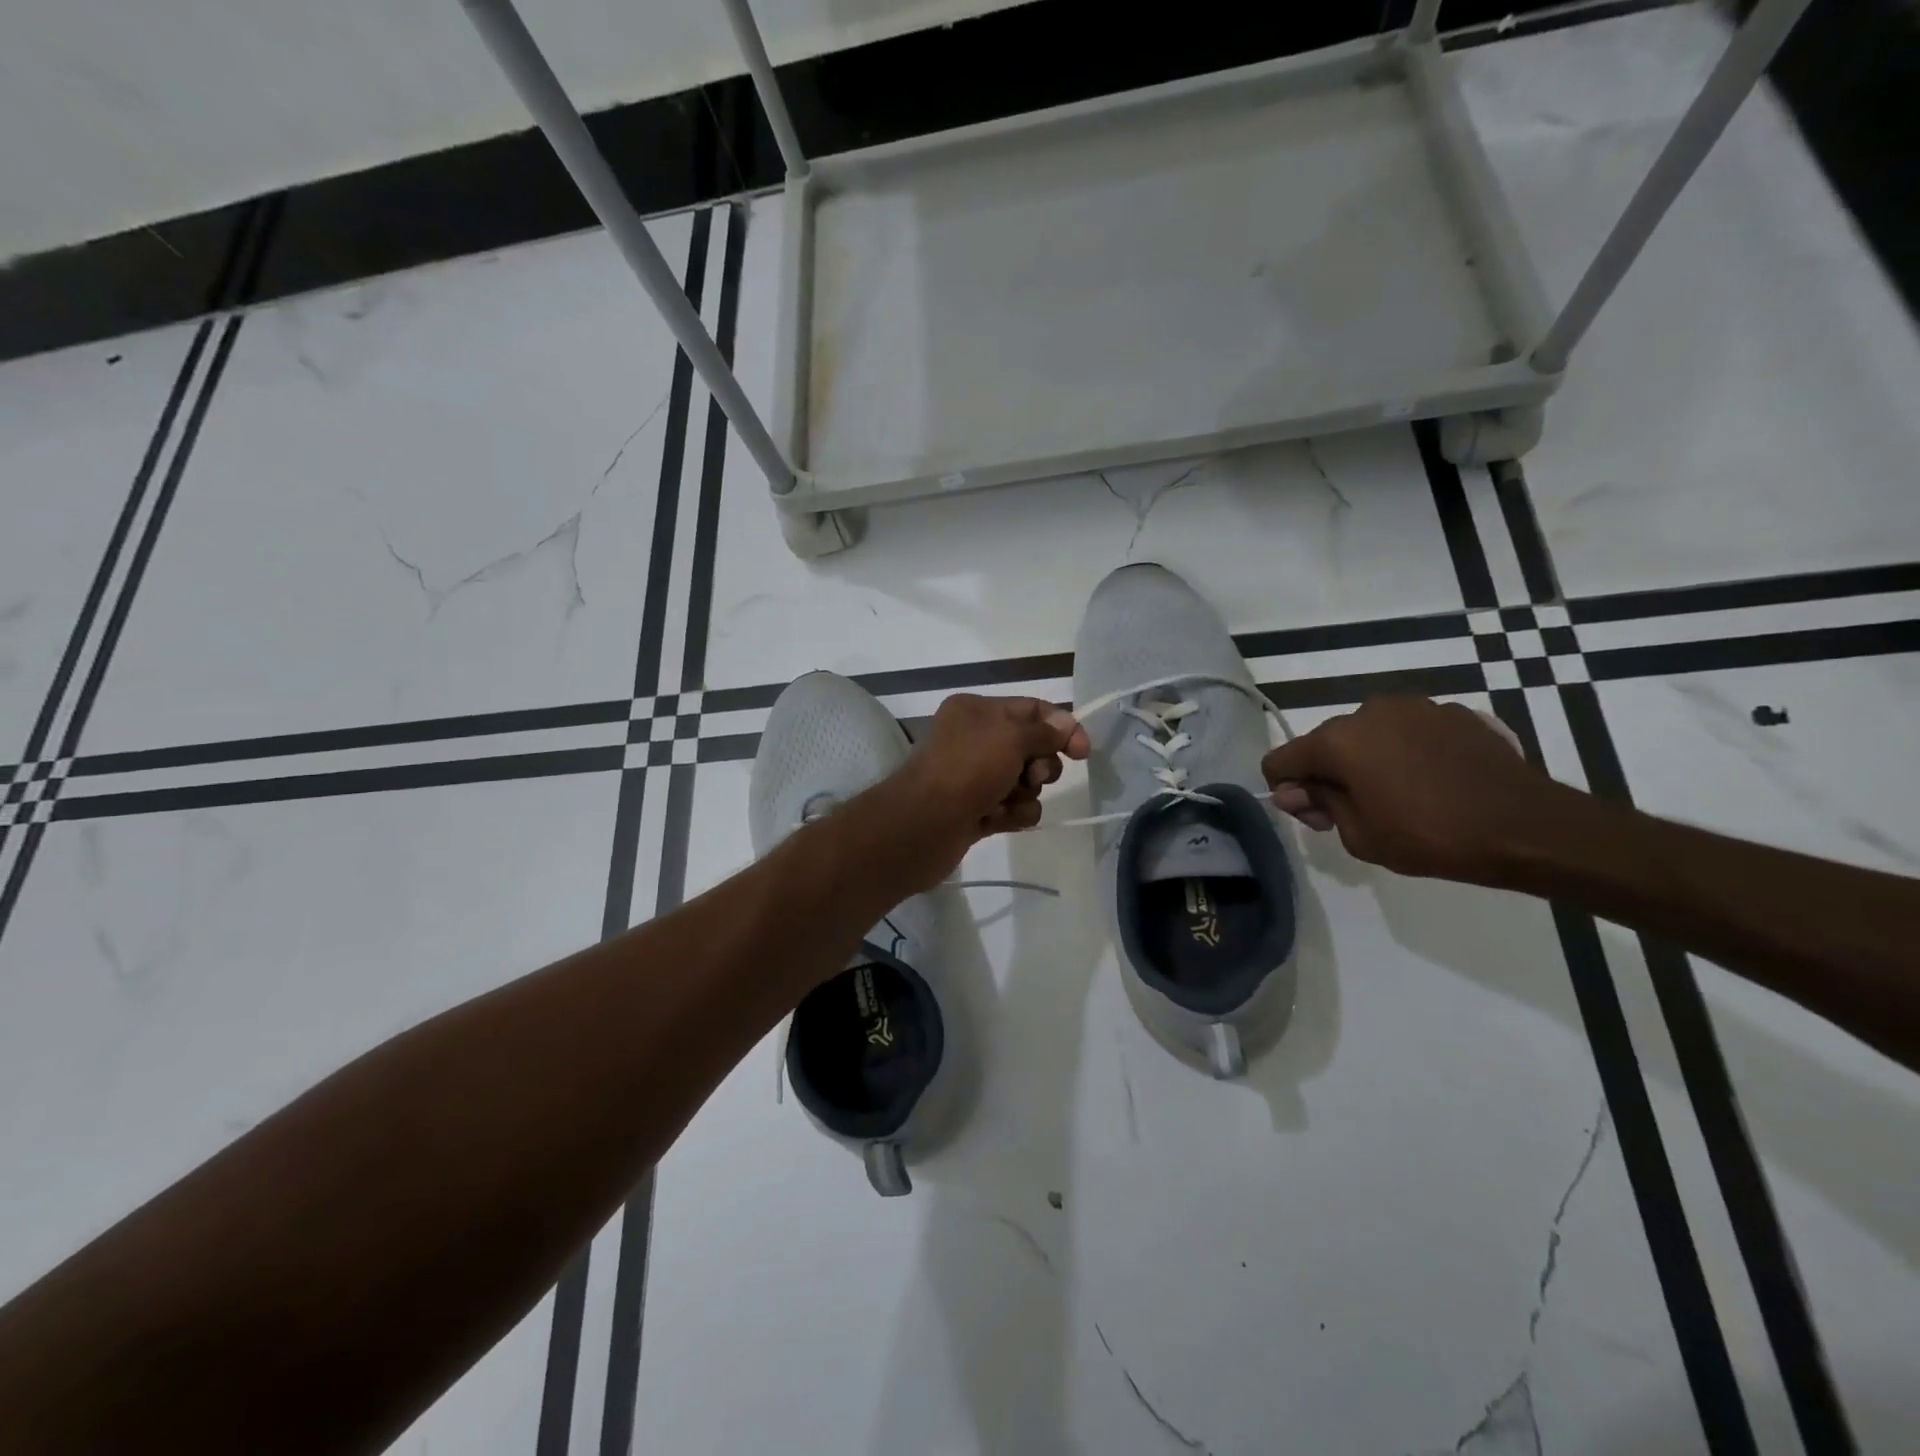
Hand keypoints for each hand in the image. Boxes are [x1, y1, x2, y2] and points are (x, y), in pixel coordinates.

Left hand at [885, 694, 1088, 884]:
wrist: (922, 826)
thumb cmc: (967, 770)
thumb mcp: (1011, 738)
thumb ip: (1045, 732)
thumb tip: (1065, 727)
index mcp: (977, 710)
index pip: (1032, 709)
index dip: (1062, 727)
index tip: (1082, 752)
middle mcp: (974, 739)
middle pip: (1032, 747)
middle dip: (1041, 765)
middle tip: (1032, 777)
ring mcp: (974, 777)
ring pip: (1025, 782)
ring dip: (1026, 794)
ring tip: (1005, 802)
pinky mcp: (976, 811)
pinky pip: (1013, 808)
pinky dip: (1013, 814)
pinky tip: (998, 820)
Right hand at [1261, 696, 1561, 884]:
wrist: (1528, 827)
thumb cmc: (1431, 837)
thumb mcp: (1360, 836)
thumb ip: (1320, 805)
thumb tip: (1294, 791)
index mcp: (1338, 740)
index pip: (1280, 760)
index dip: (1287, 791)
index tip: (1317, 817)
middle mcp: (1368, 711)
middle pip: (1324, 743)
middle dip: (1327, 775)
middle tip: (1356, 813)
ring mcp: (1414, 707)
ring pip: (1368, 734)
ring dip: (1368, 761)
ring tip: (1402, 796)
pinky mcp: (1453, 712)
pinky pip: (1409, 732)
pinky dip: (1407, 753)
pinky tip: (1435, 782)